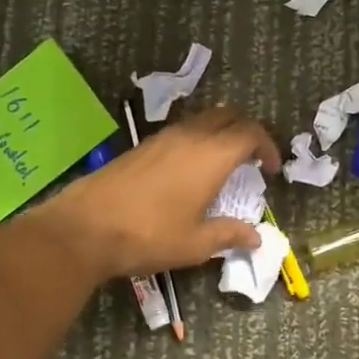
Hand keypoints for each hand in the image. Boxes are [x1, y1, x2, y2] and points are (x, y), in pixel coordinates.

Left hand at [36, 108, 282, 278]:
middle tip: (252, 159)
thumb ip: (230, 235)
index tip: (272, 169)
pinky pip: (180, 132)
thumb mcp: (196, 243)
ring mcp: (161, 138)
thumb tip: (256, 237)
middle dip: (246, 132)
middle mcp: (189, 137)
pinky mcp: (141, 147)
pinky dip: (196, 142)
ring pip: (201, 121)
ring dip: (219, 135)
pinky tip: (189, 172)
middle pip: (227, 116)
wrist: (86, 228)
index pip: (250, 133)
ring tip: (222, 165)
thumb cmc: (150, 235)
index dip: (268, 146)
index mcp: (211, 156)